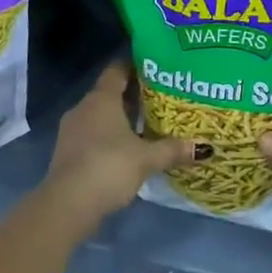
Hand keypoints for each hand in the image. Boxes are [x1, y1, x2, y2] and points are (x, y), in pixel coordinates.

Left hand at [42, 62, 199, 232]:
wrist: (66, 206)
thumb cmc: (108, 167)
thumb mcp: (146, 158)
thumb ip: (173, 149)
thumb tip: (204, 147)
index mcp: (101, 98)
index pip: (118, 70)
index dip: (136, 66)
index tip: (157, 69)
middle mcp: (84, 108)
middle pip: (110, 93)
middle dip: (134, 95)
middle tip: (161, 98)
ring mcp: (72, 131)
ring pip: (100, 115)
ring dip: (121, 119)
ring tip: (148, 125)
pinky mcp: (68, 153)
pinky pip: (93, 134)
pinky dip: (109, 137)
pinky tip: (128, 149)